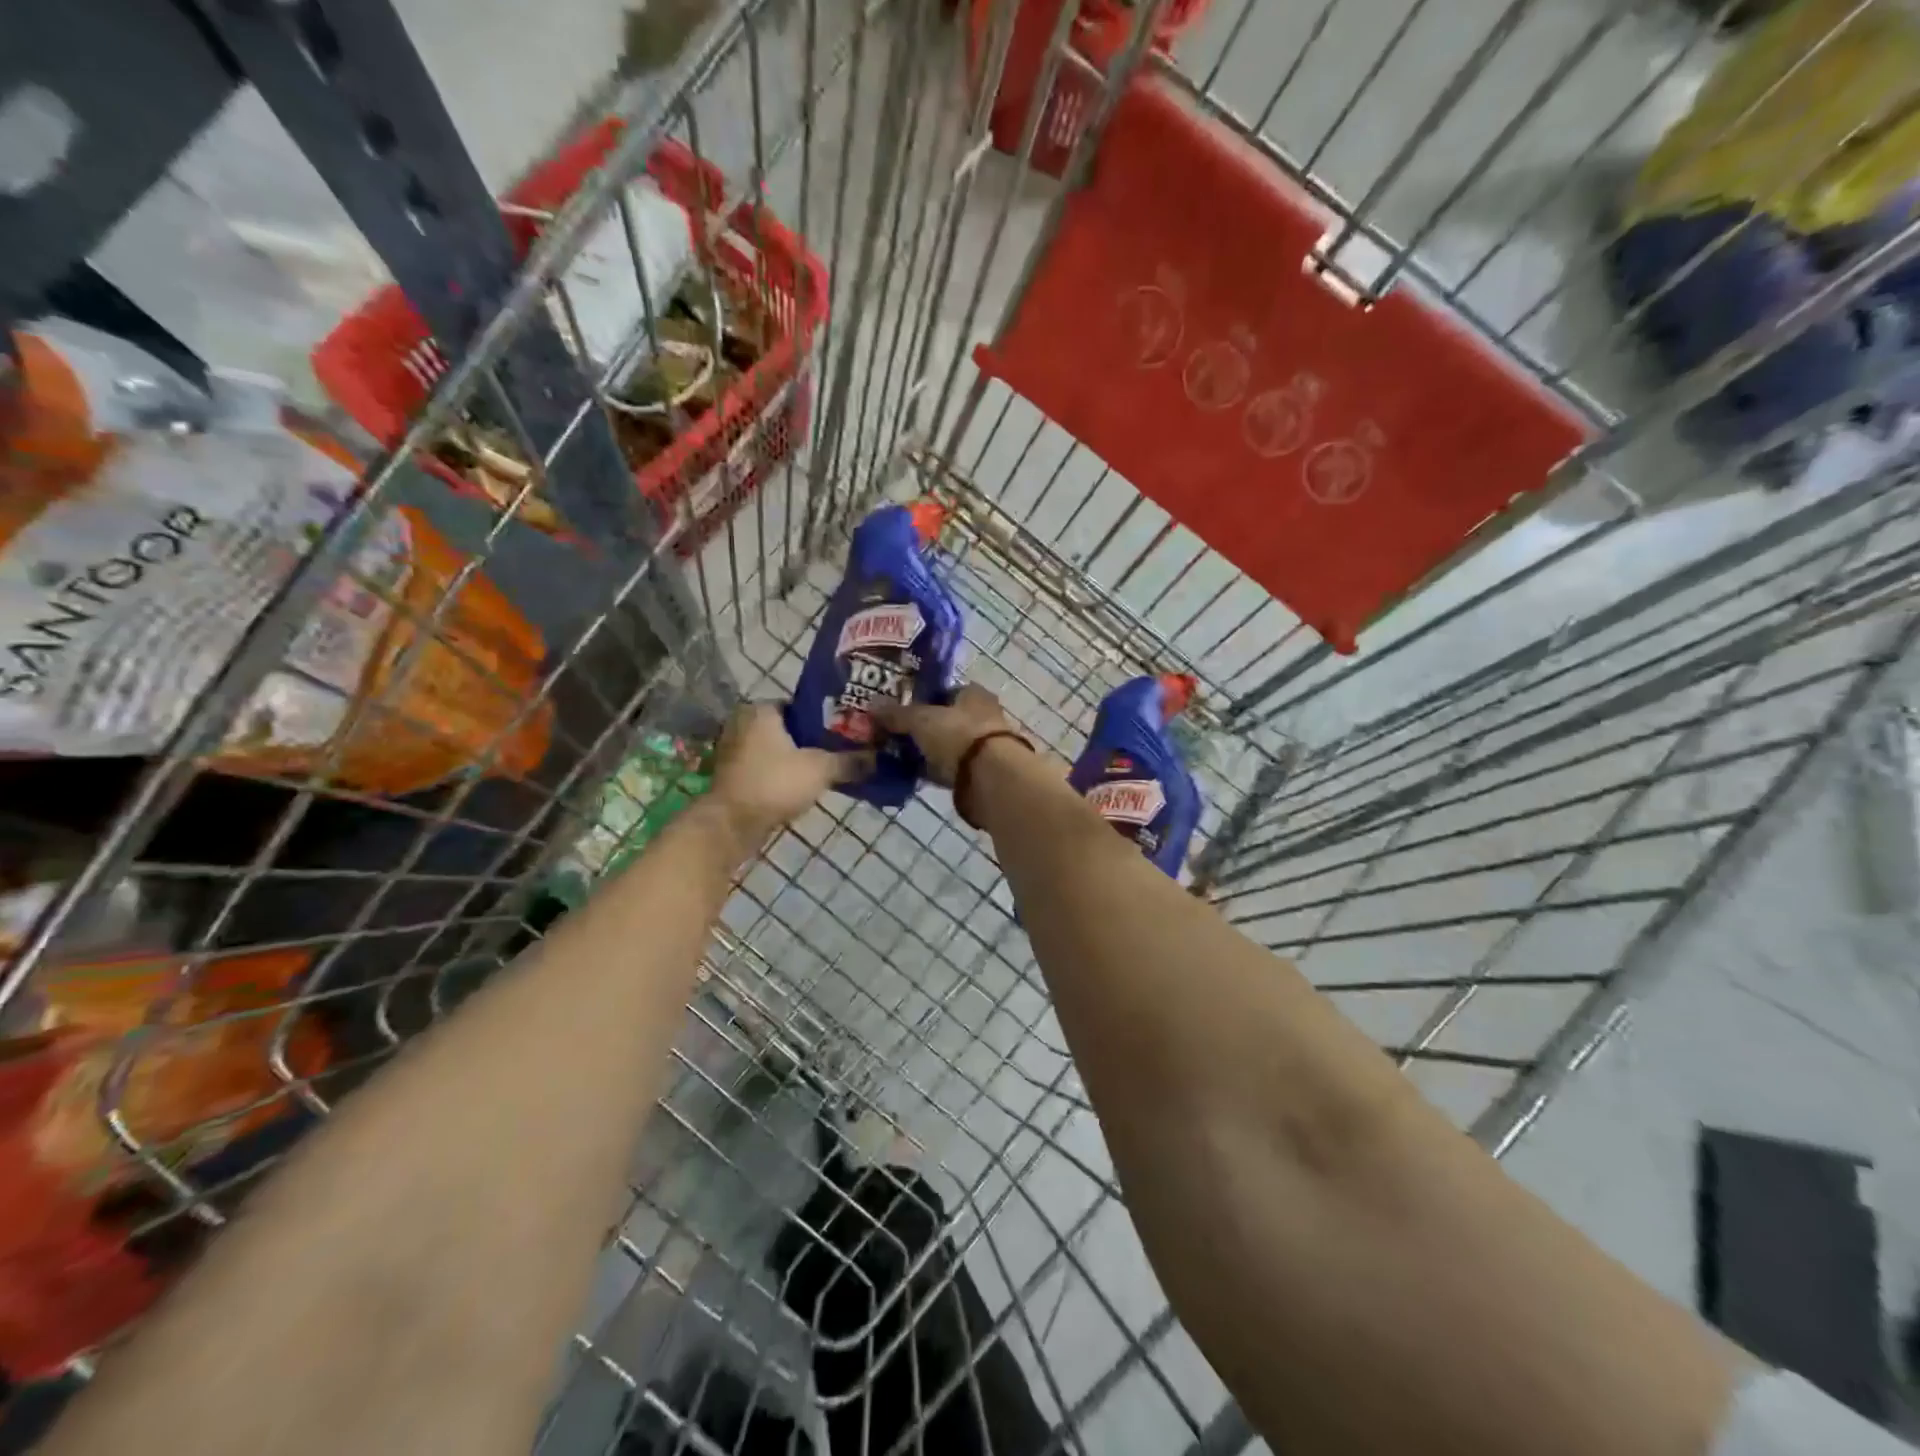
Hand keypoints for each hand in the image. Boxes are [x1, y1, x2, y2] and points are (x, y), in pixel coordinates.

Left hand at [708, 704, 870, 850]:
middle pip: (790, 728)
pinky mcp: (733, 775)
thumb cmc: (775, 783)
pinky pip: (766, 767)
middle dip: (814, 741)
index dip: (827, 718)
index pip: (802, 706)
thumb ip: (850, 761)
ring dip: (799, 759)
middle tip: (842, 752)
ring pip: (777, 749)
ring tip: (828, 770)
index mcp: (761, 710)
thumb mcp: (820, 769)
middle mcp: (743, 723)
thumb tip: (878, 758)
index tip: (847, 732)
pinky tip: (804, 786)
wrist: (732, 825)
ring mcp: (734, 750)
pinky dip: (783, 774)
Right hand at [871, 684, 1013, 785]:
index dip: (922, 698)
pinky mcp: (979, 773)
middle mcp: (982, 716)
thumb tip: (872, 707)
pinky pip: (948, 768)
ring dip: (927, 750)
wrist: (989, 777)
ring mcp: (982, 746)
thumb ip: (897, 714)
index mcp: (973, 694)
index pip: (945, 691)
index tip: (900, 709)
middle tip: (893, 734)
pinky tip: (911, 775)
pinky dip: (932, 770)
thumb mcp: (920, 719)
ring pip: (946, 745)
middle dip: (922, 727)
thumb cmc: (958, 734)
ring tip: (897, 756)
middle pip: (945, 719)